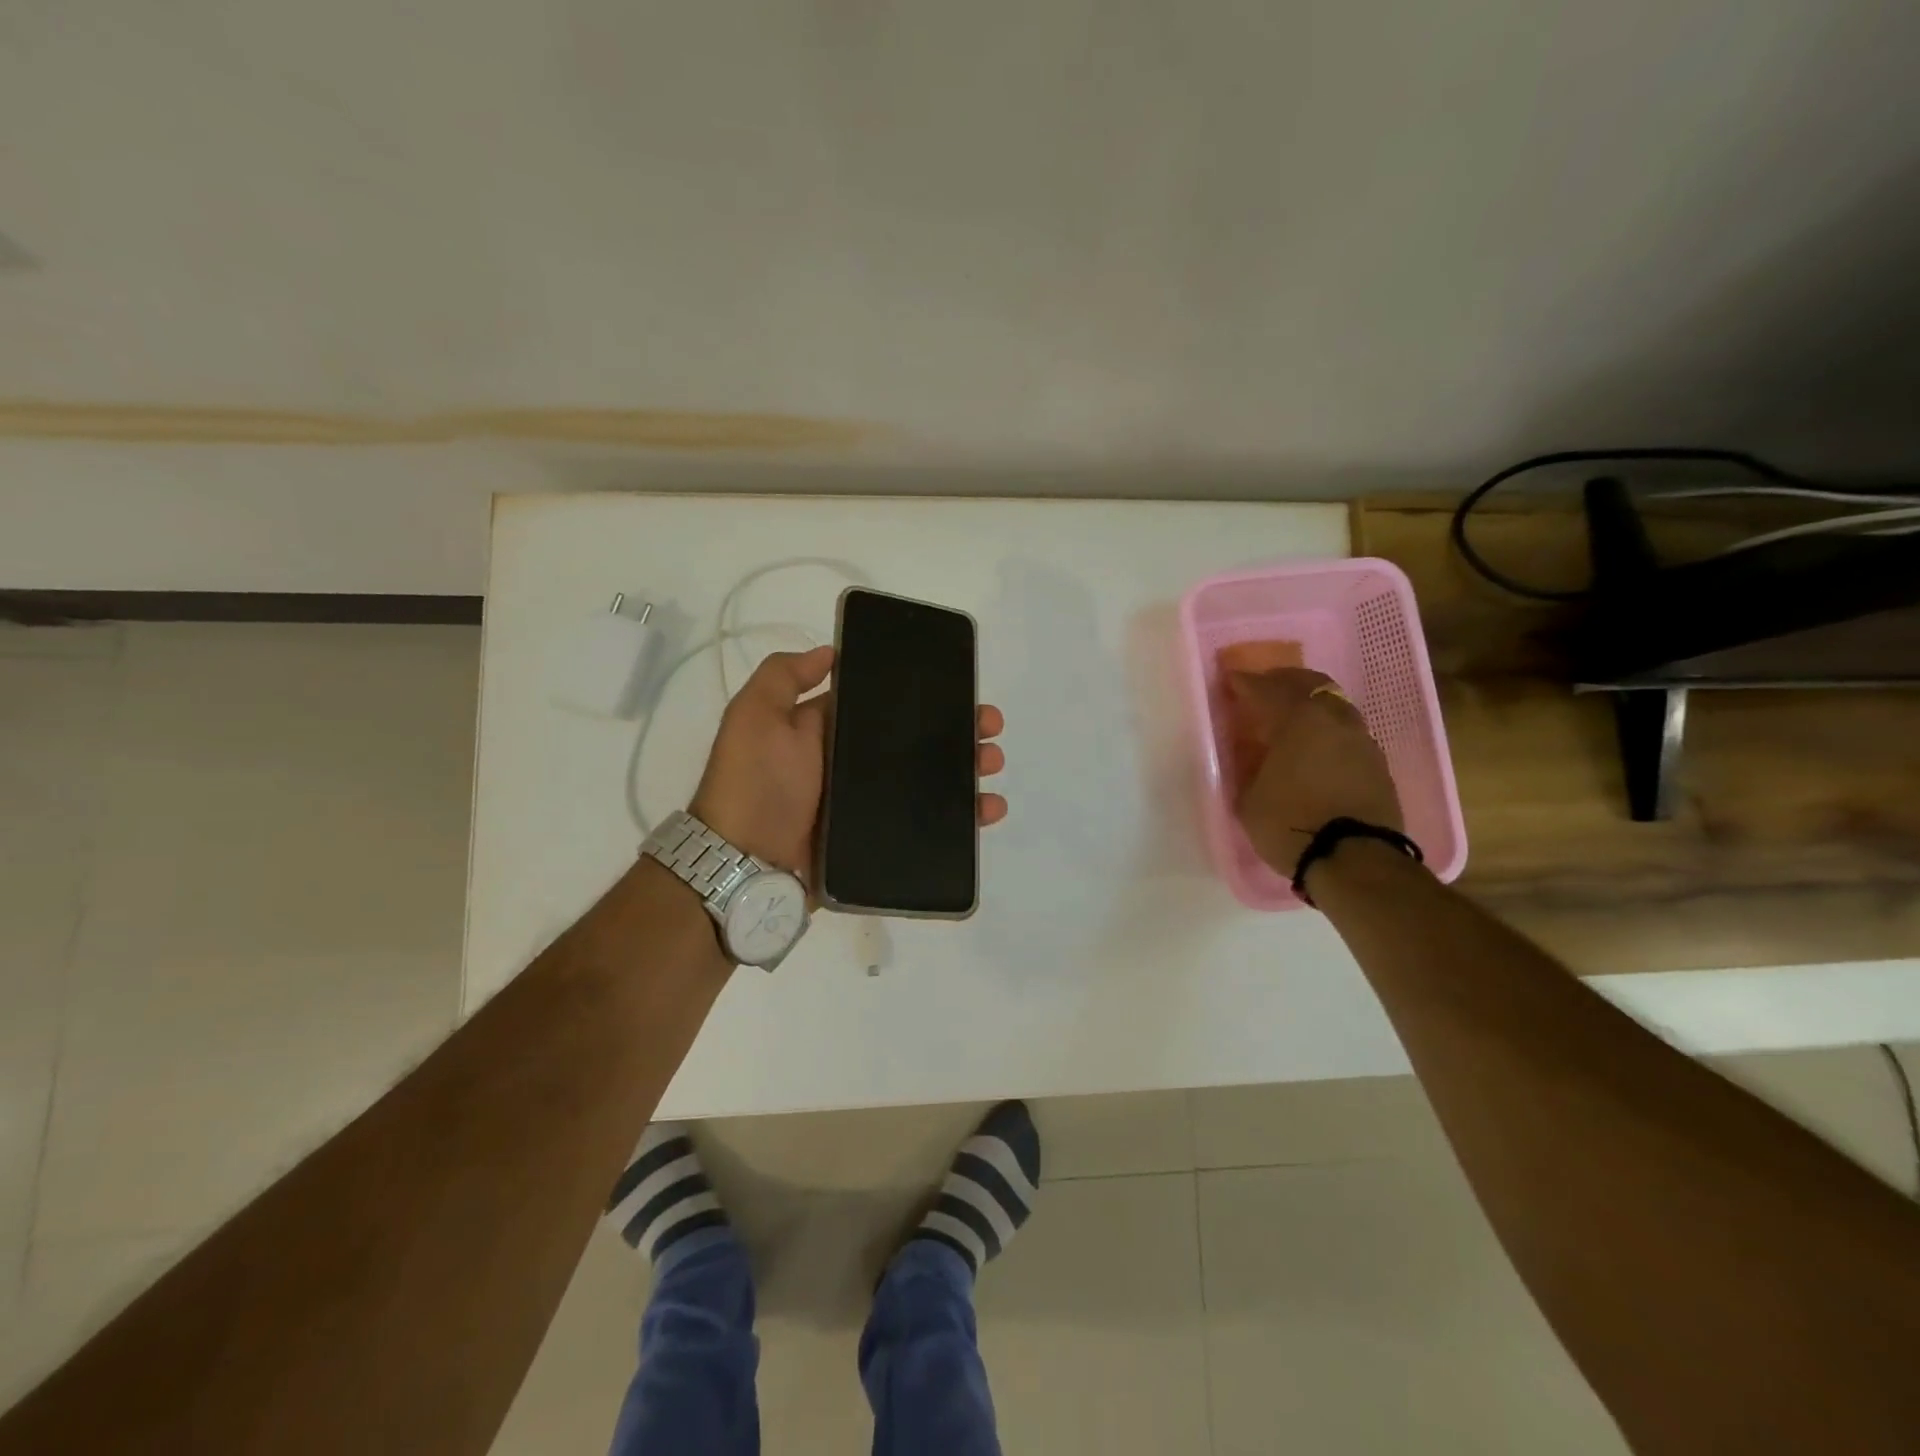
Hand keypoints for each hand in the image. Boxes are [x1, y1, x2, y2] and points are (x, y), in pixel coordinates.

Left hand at [689, 645, 1009, 881]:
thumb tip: (830, 652)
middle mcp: (850, 765)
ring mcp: (866, 806)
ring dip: (966, 770)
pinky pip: (926, 826)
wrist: (744, 866)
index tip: (960, 690)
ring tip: (992, 764)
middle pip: (915, 743)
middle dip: (956, 731)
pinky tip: (987, 810)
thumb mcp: (755, 716)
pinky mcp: (878, 842)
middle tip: (990, 729)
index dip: (923, 697)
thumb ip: (784, 677)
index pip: (885, 707)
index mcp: (827, 732)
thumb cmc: (755, 784)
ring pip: (928, 782)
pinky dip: (961, 819)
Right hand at [1228, 668, 1401, 877]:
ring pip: (1336, 708)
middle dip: (1286, 682)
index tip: (1231, 681)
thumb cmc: (1290, 823)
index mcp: (1301, 719)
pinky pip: (1348, 735)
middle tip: (1266, 688)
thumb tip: (1252, 756)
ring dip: (1312, 707)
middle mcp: (1336, 720)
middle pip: (1312, 685)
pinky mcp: (1379, 767)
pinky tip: (1316, 749)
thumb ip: (1250, 768)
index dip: (1246, 684)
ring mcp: (1363, 742)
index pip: (1268, 690)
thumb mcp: (1250, 798)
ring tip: (1292, 720)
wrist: (1354, 861)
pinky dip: (1329, 732)